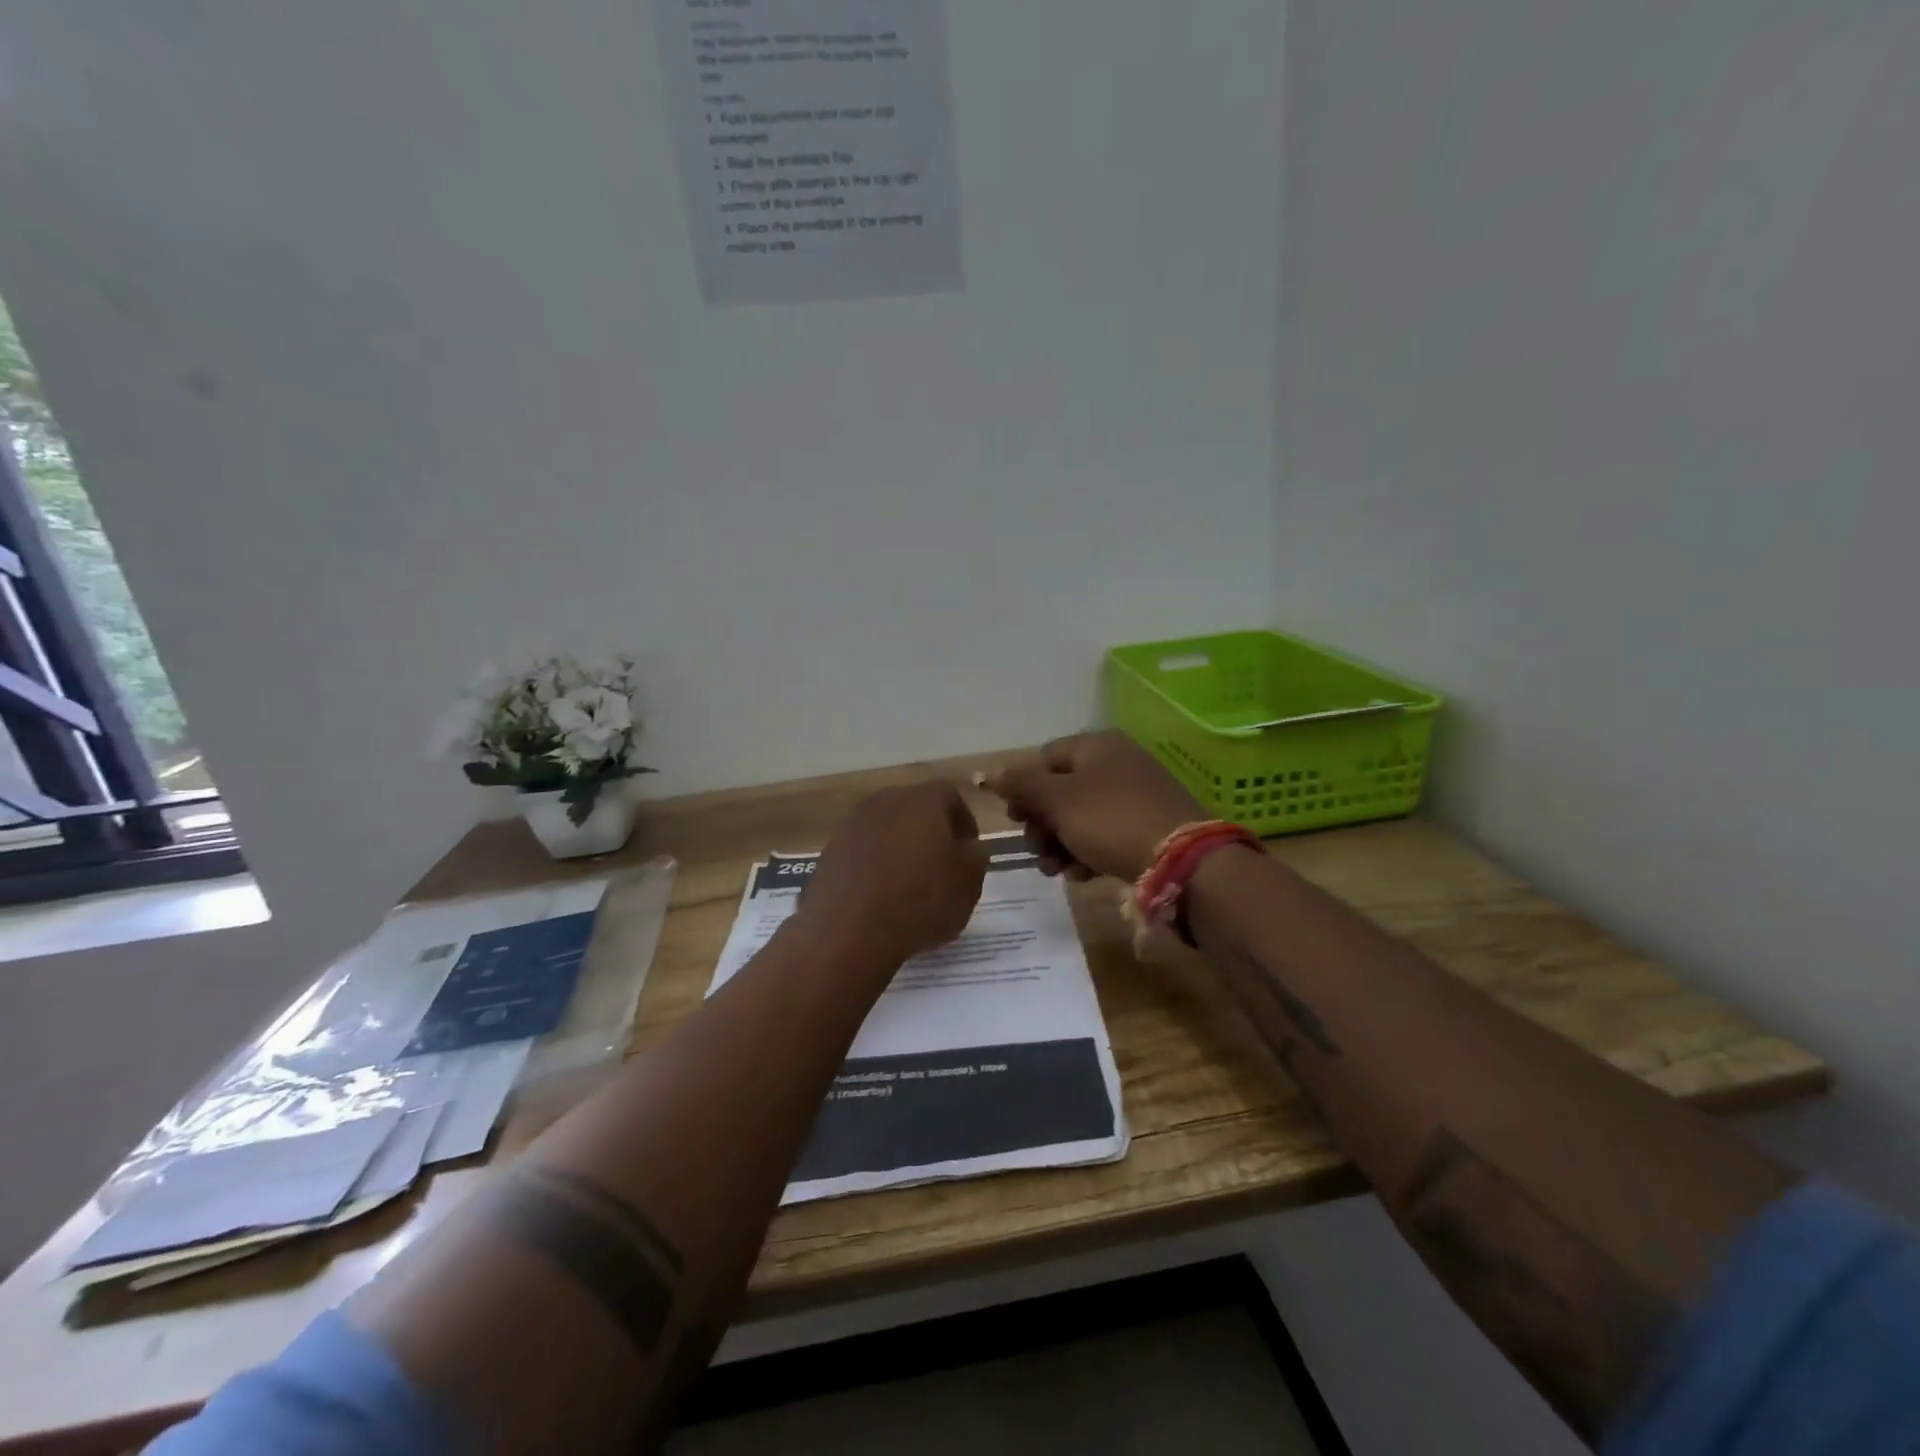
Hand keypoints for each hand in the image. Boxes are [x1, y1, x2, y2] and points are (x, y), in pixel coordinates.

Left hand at [800, 782, 989, 965]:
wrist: (849, 932)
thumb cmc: (920, 901)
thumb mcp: (969, 882)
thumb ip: (975, 855)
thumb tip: (967, 846)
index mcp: (922, 800)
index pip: (950, 796)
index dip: (964, 822)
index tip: (968, 851)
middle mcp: (884, 802)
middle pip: (914, 809)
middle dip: (930, 832)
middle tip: (940, 866)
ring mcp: (851, 825)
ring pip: (885, 829)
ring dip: (899, 849)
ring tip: (908, 885)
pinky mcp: (829, 852)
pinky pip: (861, 852)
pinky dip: (873, 866)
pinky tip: (879, 896)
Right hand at [985, 732, 1205, 882]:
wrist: (1183, 861)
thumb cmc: (1111, 820)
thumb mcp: (1058, 800)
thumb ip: (1021, 785)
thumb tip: (989, 773)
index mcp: (1096, 746)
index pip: (1045, 758)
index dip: (1024, 788)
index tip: (1016, 820)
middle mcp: (1117, 763)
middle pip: (1061, 791)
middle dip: (1041, 824)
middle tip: (1036, 851)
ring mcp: (1136, 795)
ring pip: (1081, 817)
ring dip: (1060, 843)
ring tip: (1056, 870)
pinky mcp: (1149, 825)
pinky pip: (1106, 834)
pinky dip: (1088, 852)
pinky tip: (1083, 875)